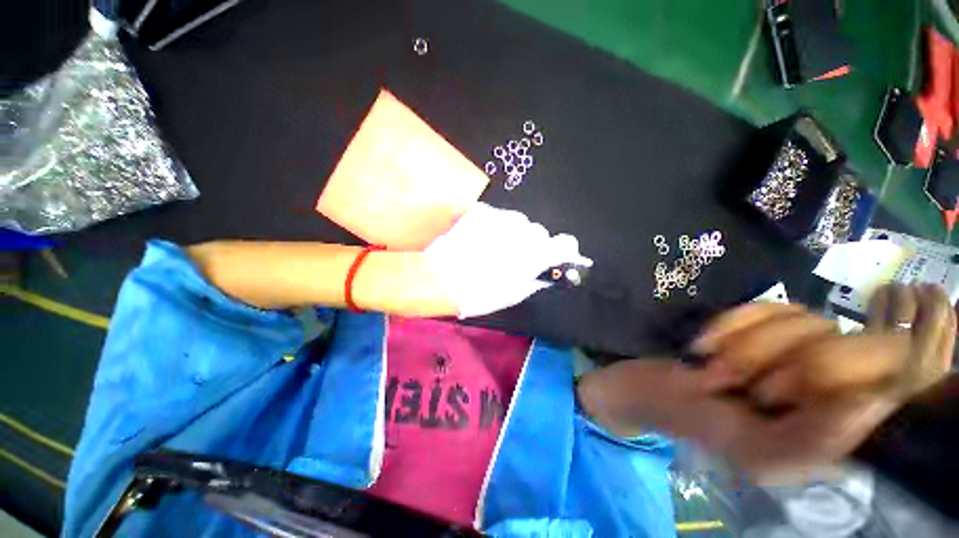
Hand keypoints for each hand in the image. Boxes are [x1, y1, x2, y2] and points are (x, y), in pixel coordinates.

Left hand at [423, 202, 591, 317]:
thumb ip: (534, 280)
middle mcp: (523, 230)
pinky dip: (493, 227)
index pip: (566, 243)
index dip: (562, 250)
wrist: (438, 277)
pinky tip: (477, 239)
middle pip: (537, 232)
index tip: (554, 257)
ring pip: (517, 223)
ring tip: (491, 248)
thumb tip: (545, 273)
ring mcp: (501, 216)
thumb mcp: (512, 294)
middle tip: (511, 258)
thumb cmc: (479, 293)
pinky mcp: (481, 210)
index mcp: (535, 253)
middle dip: (530, 244)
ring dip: (511, 233)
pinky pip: (497, 217)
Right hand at [579, 288, 954, 475]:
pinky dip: (730, 323)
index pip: (878, 375)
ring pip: (802, 320)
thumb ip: (816, 442)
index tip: (767, 395)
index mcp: (839, 423)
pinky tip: (707, 343)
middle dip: (769, 360)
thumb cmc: (706, 425)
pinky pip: (767, 307)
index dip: (822, 376)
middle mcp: (837, 381)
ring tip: (715, 365)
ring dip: (745, 344)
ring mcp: (806, 347)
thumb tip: (878, 401)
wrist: (662, 390)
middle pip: (838, 341)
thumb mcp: (757, 452)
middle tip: (733, 383)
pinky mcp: (771, 323)